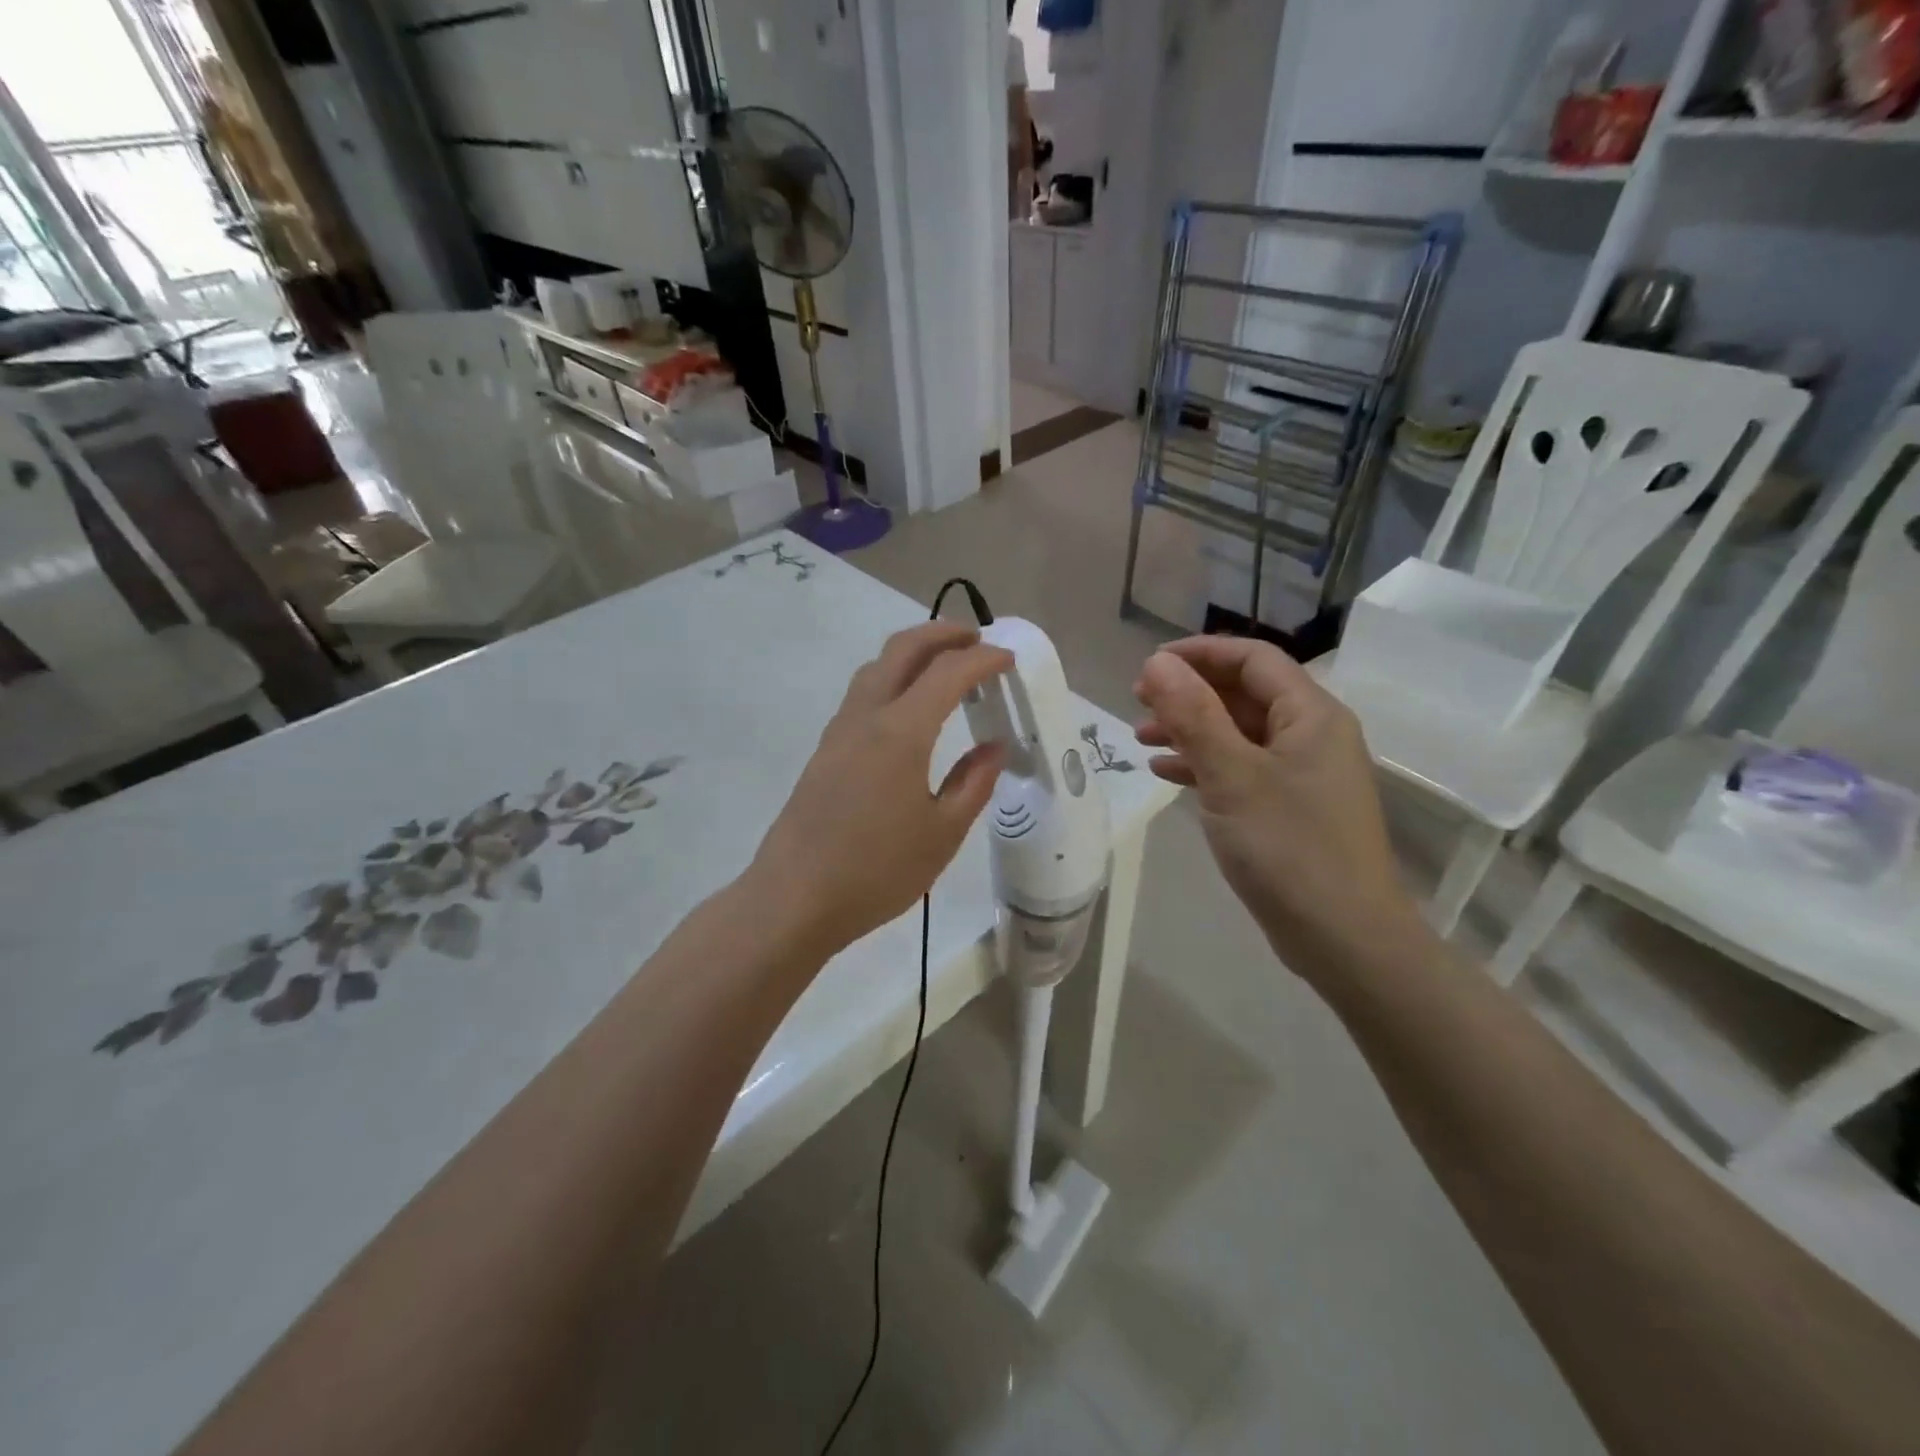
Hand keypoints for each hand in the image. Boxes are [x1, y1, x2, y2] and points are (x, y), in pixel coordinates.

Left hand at [749, 622, 1010, 956]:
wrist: (795, 898)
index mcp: (900, 732)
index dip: (982, 659)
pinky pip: (863, 693)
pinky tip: (909, 707)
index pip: (947, 673)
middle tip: (976, 639)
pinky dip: (893, 678)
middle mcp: (866, 717)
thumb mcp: (942, 833)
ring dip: (913, 652)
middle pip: (902, 649)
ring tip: (946, 666)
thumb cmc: (876, 871)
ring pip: (876, 667)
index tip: (1008, 659)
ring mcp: (839, 731)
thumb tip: (995, 747)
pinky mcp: (825, 749)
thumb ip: (973, 782)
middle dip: (942, 634)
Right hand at [1134, 637, 1421, 976]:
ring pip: (1239, 732)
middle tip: (1138, 702)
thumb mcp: (1232, 775)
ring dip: (1191, 729)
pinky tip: (1167, 775)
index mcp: (1311, 714)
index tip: (1149, 665)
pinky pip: (1243, 768)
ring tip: (1141, 739)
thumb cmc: (1288, 847)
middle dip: (1189, 693)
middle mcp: (1313, 735)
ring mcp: (1304, 774)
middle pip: (1244, 693)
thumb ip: (1194, 714)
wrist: (1344, 937)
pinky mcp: (1291, 807)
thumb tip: (1158, 664)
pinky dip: (1205, 765)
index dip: (1199, 653)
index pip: (1253, 659)